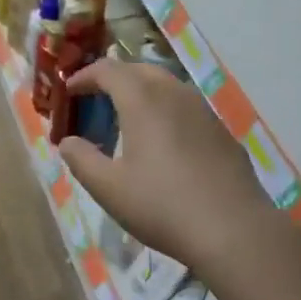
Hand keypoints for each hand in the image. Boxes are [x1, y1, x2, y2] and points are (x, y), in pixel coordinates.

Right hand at [58, 59, 267, 271]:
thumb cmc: (162, 205)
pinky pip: (185, 106)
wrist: (234, 229)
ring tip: (127, 120)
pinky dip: (165, 110)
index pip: (107, 69)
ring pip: (165, 85)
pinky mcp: (221, 130)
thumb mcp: (109, 188)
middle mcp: (173, 92)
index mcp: (142, 99)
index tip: (69, 91)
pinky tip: (164, 142)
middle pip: (138, 70)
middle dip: (113, 79)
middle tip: (96, 101)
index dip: (84, 76)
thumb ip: (81, 160)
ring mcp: (202, 109)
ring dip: (141, 93)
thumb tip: (66, 142)